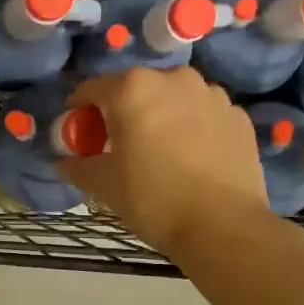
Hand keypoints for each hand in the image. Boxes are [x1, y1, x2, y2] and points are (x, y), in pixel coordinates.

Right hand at [59, 67, 272, 258]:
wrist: (222, 225)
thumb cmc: (152, 198)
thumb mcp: (103, 185)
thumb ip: (77, 166)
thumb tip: (65, 162)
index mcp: (132, 89)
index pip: (91, 89)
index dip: (79, 111)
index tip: (78, 134)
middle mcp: (173, 79)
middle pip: (135, 89)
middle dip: (122, 112)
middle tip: (118, 145)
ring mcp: (211, 94)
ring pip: (173, 99)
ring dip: (160, 116)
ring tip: (159, 151)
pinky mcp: (238, 116)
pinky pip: (203, 114)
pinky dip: (192, 128)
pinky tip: (190, 158)